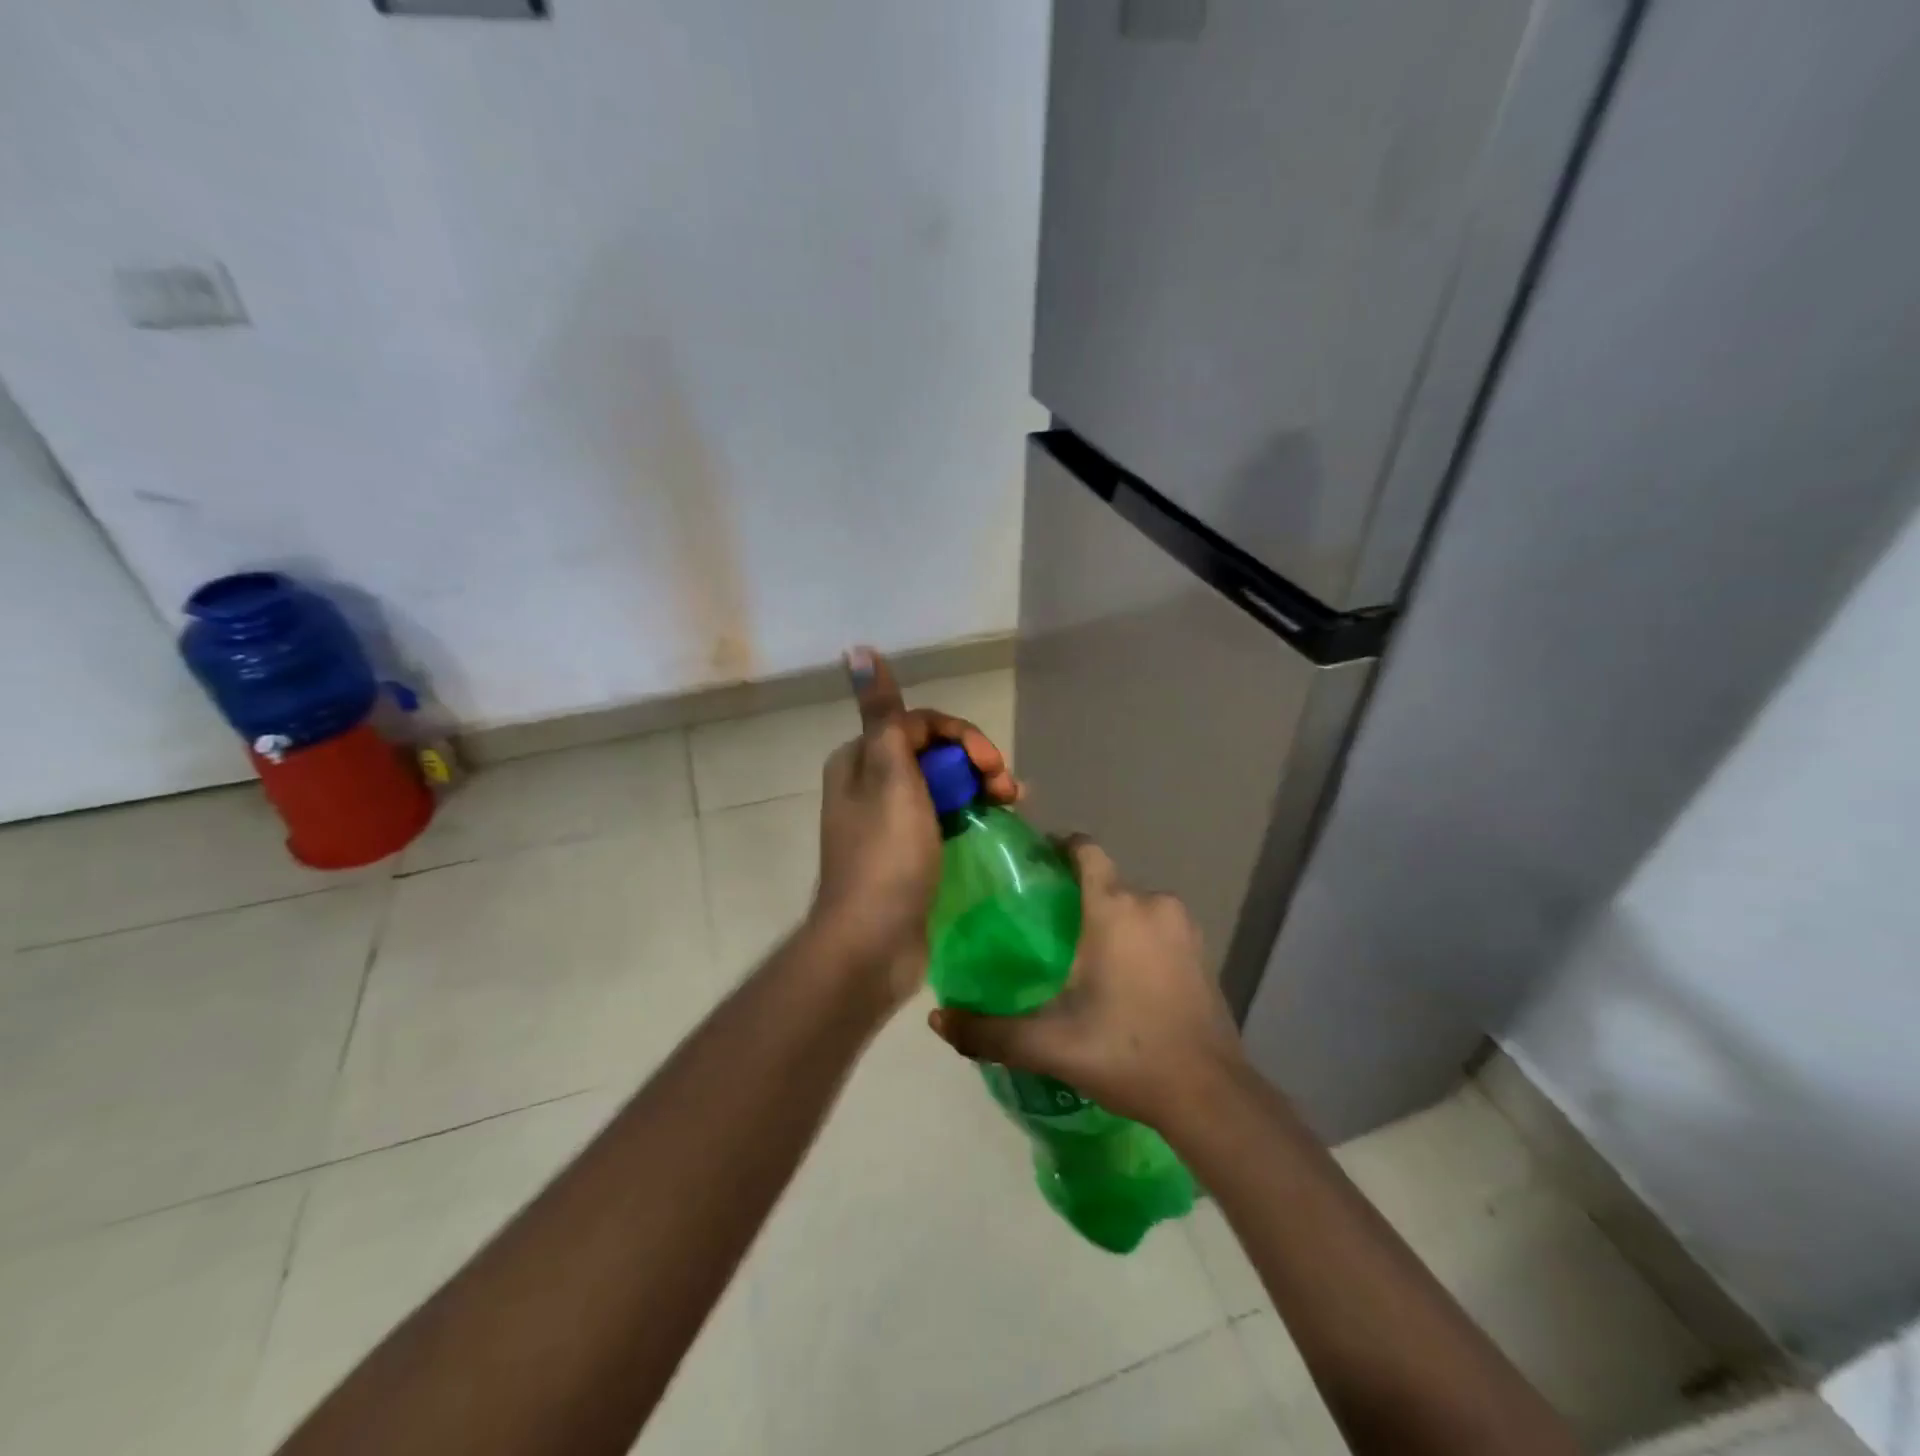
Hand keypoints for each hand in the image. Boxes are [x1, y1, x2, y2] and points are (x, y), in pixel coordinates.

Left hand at [809, 646, 1017, 1006]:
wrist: (872, 943)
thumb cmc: (886, 856)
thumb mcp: (890, 777)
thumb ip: (886, 716)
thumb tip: (857, 649)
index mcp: (861, 760)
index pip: (919, 725)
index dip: (962, 736)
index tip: (991, 764)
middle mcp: (871, 784)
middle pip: (934, 754)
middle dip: (976, 762)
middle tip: (1009, 789)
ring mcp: (890, 822)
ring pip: (943, 786)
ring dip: (980, 787)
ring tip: (1014, 805)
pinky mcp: (908, 853)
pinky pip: (944, 818)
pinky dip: (971, 814)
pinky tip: (999, 822)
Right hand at [928, 836, 1245, 1128]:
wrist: (1209, 1095)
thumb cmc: (1125, 1052)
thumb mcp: (1048, 1044)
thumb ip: (987, 1031)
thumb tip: (935, 1018)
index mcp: (1114, 908)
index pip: (1085, 850)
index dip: (1059, 848)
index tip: (1035, 868)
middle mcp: (1152, 903)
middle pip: (1107, 882)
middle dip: (1079, 898)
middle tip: (1048, 933)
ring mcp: (1184, 926)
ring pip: (1134, 905)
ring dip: (1111, 920)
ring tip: (1083, 959)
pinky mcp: (1203, 951)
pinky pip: (1158, 927)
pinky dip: (1138, 939)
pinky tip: (1124, 979)